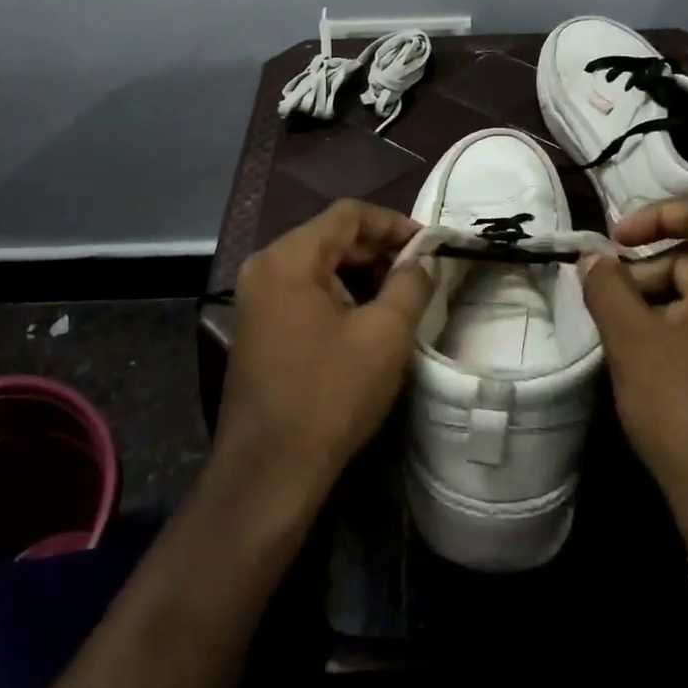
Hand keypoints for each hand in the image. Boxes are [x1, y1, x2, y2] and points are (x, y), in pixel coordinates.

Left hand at [215, 200, 434, 514]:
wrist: (269, 472)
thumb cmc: (330, 396)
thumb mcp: (384, 336)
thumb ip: (411, 284)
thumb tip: (423, 261)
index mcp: (289, 258)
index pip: (348, 214)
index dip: (394, 223)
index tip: (429, 245)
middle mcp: (265, 267)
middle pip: (331, 236)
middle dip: (379, 249)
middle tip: (421, 272)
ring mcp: (257, 298)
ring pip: (320, 265)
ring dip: (362, 274)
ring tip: (402, 297)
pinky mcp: (260, 326)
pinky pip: (306, 291)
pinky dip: (341, 295)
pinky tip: (369, 320)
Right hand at [580, 197, 687, 548]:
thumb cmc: (686, 407)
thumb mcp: (633, 341)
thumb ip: (607, 288)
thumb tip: (591, 258)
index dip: (654, 215)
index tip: (614, 242)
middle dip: (647, 267)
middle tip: (605, 296)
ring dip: (656, 298)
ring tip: (618, 330)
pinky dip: (675, 322)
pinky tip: (644, 353)